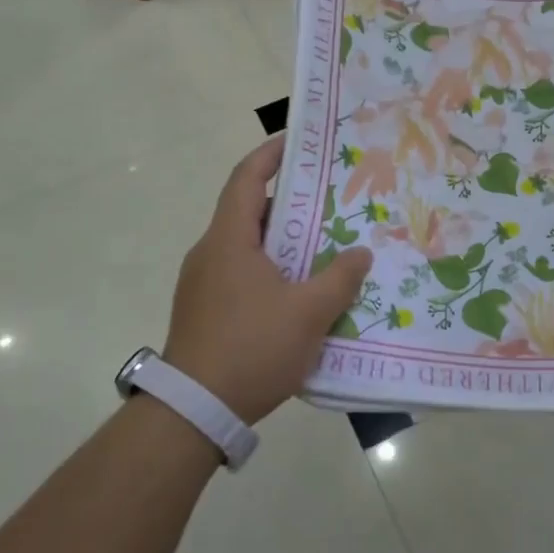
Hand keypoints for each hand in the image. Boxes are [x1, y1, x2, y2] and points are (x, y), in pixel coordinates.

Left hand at [163, 134, 372, 424]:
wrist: (193, 411)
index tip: (298, 141)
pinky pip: (241, 274)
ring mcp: (202, 284)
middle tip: (328, 201)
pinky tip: (297, 293)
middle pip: (249, 211)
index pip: (246, 178)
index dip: (271, 154)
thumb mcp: (308, 313)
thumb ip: (340, 278)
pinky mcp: (203, 311)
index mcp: (229, 239)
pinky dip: (270, 270)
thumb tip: (360, 253)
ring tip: (321, 247)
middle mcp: (210, 253)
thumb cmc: (252, 348)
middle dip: (288, 202)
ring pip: (246, 247)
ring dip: (281, 242)